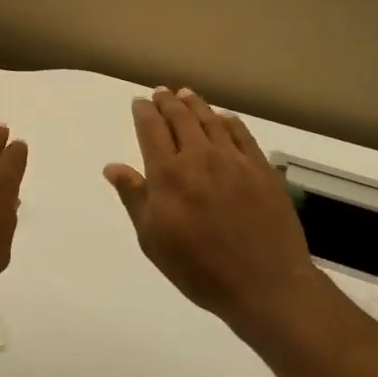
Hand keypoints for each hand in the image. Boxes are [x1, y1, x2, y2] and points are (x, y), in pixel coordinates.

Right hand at [104, 87, 321, 334]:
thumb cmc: (199, 268)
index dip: (144, 112)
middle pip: (181, 118)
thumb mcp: (153, 239)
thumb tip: (113, 167)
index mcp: (168, 174)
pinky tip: (224, 118)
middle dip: (168, 102)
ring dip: (196, 105)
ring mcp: (234, 161)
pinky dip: (229, 122)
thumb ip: (134, 198)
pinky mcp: (261, 169)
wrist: (264, 284)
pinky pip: (242, 135)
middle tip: (161, 92)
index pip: (152, 130)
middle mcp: (199, 158)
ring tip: (187, 94)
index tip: (140, 102)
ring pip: (211, 121)